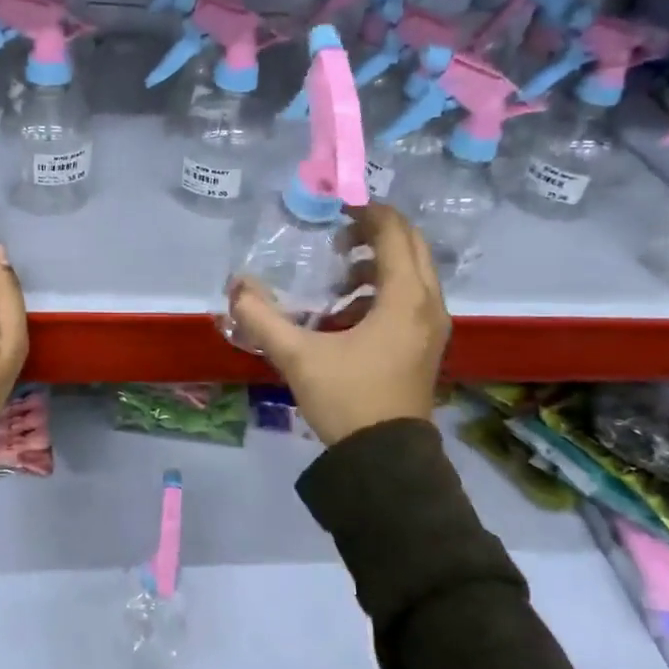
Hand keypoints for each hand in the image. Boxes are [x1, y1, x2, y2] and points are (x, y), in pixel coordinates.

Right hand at [225, 204, 447, 445]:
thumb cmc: (347, 400)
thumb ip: (262, 318)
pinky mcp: (426, 345)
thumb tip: (236, 286)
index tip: (337, 208)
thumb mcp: (298, 357)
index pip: (394, 233)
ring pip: (413, 273)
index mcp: (405, 298)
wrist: (385, 460)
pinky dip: (385, 289)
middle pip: (411, 246)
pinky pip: (412, 298)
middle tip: (336, 237)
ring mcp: (432, 327)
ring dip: (379, 263)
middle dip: (375, 233)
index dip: (367, 213)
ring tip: (339, 278)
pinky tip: (349, 312)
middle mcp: (428, 304)